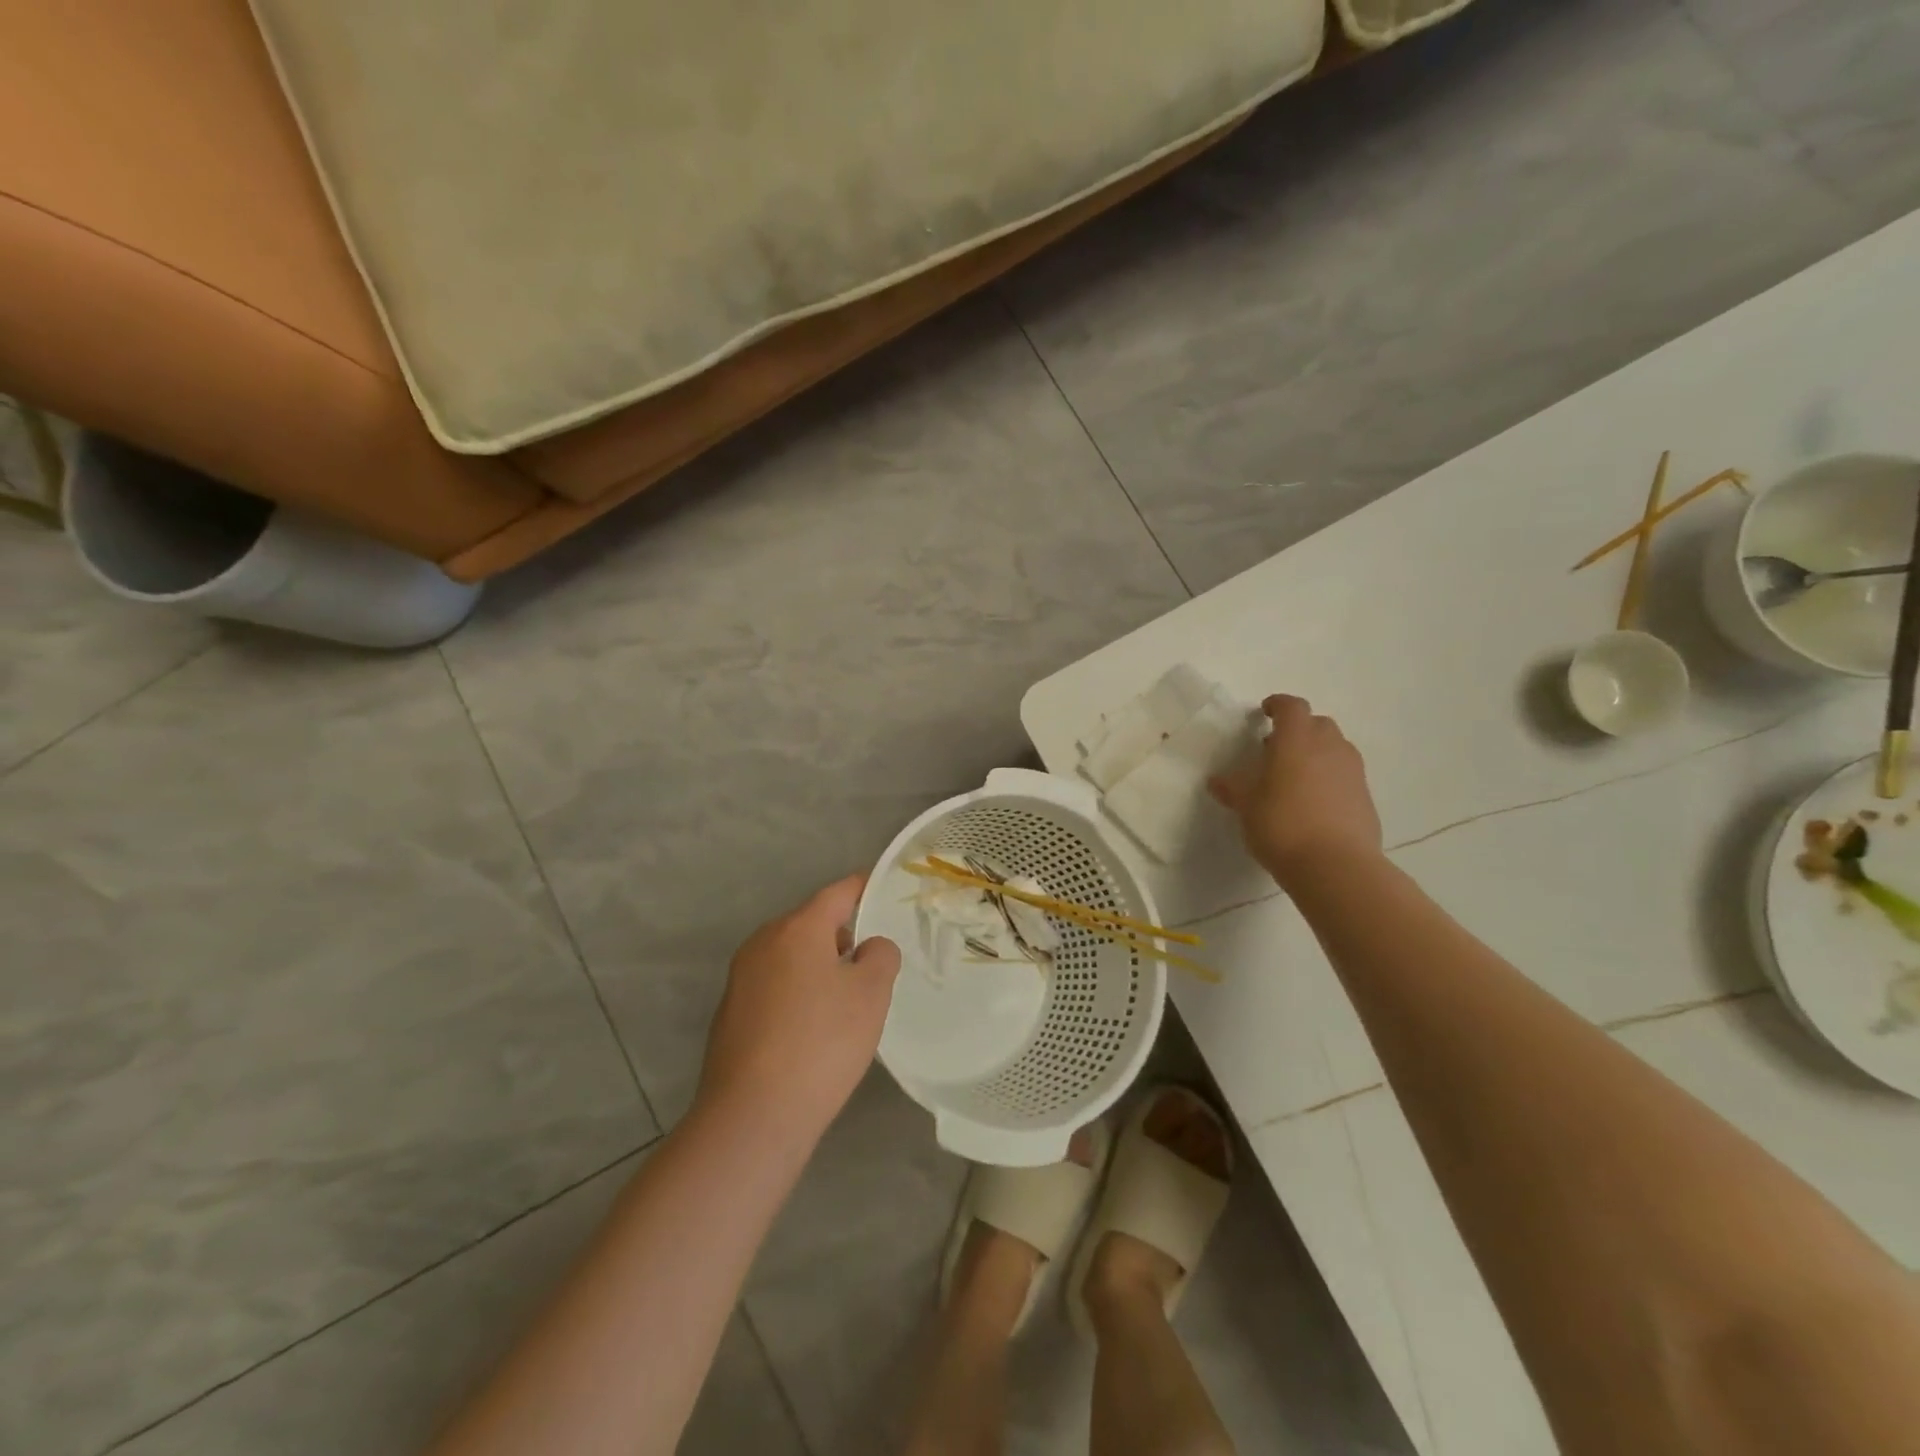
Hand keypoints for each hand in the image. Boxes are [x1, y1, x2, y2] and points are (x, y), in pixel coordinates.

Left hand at [696, 875, 900, 1143]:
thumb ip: (880, 956)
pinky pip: (775, 986)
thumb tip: (868, 946)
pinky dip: (798, 993)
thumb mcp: (870, 995)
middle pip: (811, 923)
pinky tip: (813, 1030)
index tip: (884, 891)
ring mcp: (741, 977)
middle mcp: (763, 942)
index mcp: (797, 928)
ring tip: (847, 1000)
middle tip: (874, 961)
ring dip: (820, 966)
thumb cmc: (821, 1043)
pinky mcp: (730, 1012)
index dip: (865, 888)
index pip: (838, 892)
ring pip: (792, 956)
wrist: (752, 1116)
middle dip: (843, 935)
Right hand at [1209, 695, 1382, 887]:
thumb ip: (1232, 789)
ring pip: (1335, 748)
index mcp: (1296, 740)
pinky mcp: (1365, 796)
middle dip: (1298, 729)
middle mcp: (1329, 746)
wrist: (1336, 866)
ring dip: (1316, 753)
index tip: (1264, 713)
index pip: (1291, 707)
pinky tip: (1314, 802)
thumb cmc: (1282, 825)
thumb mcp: (1246, 807)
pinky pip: (1345, 774)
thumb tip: (1217, 780)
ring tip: (1295, 777)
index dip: (1278, 705)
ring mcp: (1352, 771)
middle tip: (1276, 749)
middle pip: (1317, 724)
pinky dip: (1330, 777)